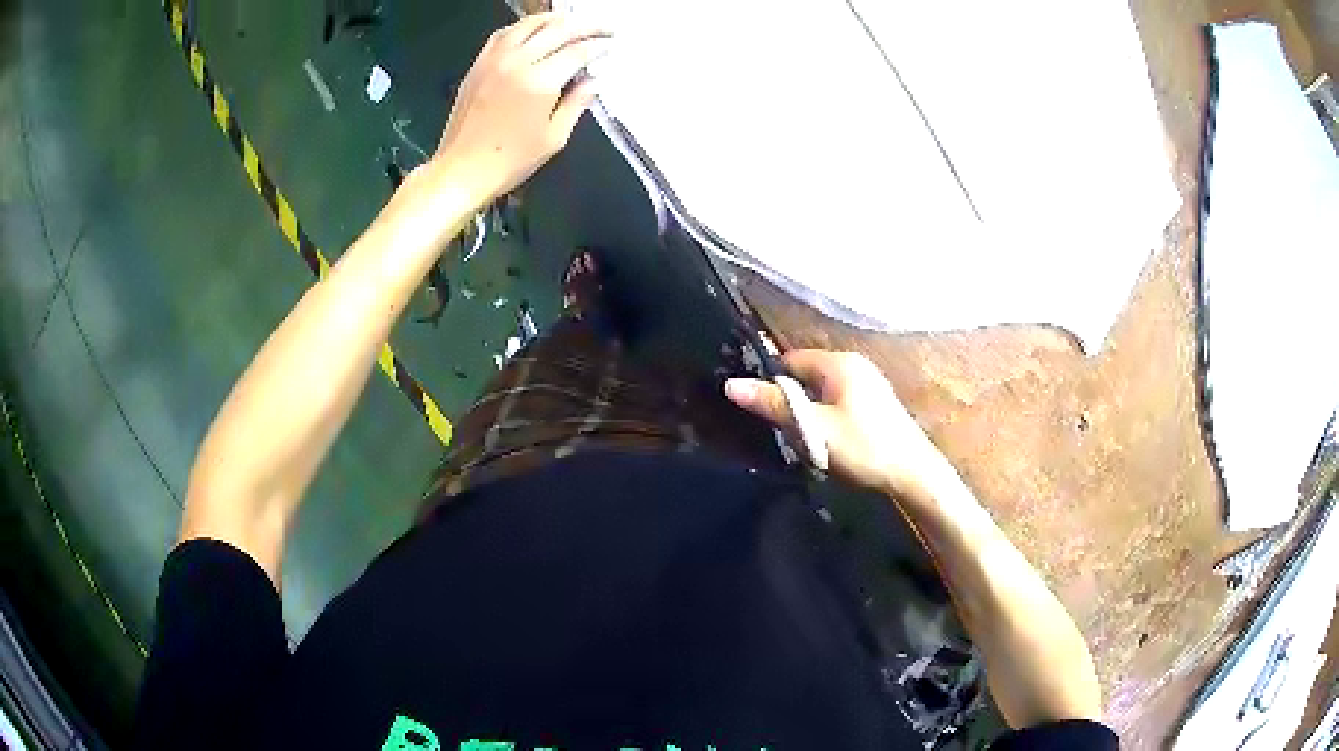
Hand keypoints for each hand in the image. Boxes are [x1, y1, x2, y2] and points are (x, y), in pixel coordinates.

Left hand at [432, 13, 609, 207]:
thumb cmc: (510, 161)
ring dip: (556, 19)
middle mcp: (518, 62)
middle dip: (586, 26)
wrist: (461, 170)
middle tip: (605, 28)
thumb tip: (594, 81)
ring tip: (574, 21)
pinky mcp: (479, 64)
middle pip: (558, 30)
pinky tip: (535, 30)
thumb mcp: (554, 138)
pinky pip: (505, 33)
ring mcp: (495, 59)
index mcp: (539, 82)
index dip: (599, 46)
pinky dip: (524, 26)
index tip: (612, 46)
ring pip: (530, 24)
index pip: (578, 51)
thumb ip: (576, 103)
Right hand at [726, 350, 948, 498]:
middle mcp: (855, 364)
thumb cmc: (863, 447)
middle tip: (786, 432)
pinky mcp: (876, 402)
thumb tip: (731, 385)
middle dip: (793, 401)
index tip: (763, 411)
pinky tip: (831, 442)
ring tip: (808, 441)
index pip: (790, 360)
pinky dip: (829, 417)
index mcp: (839, 363)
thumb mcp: (814, 428)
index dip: (773, 383)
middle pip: (807, 375)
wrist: (913, 473)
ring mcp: (869, 383)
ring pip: (823, 391)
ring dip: (811, 413)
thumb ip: (774, 405)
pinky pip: (839, 401)